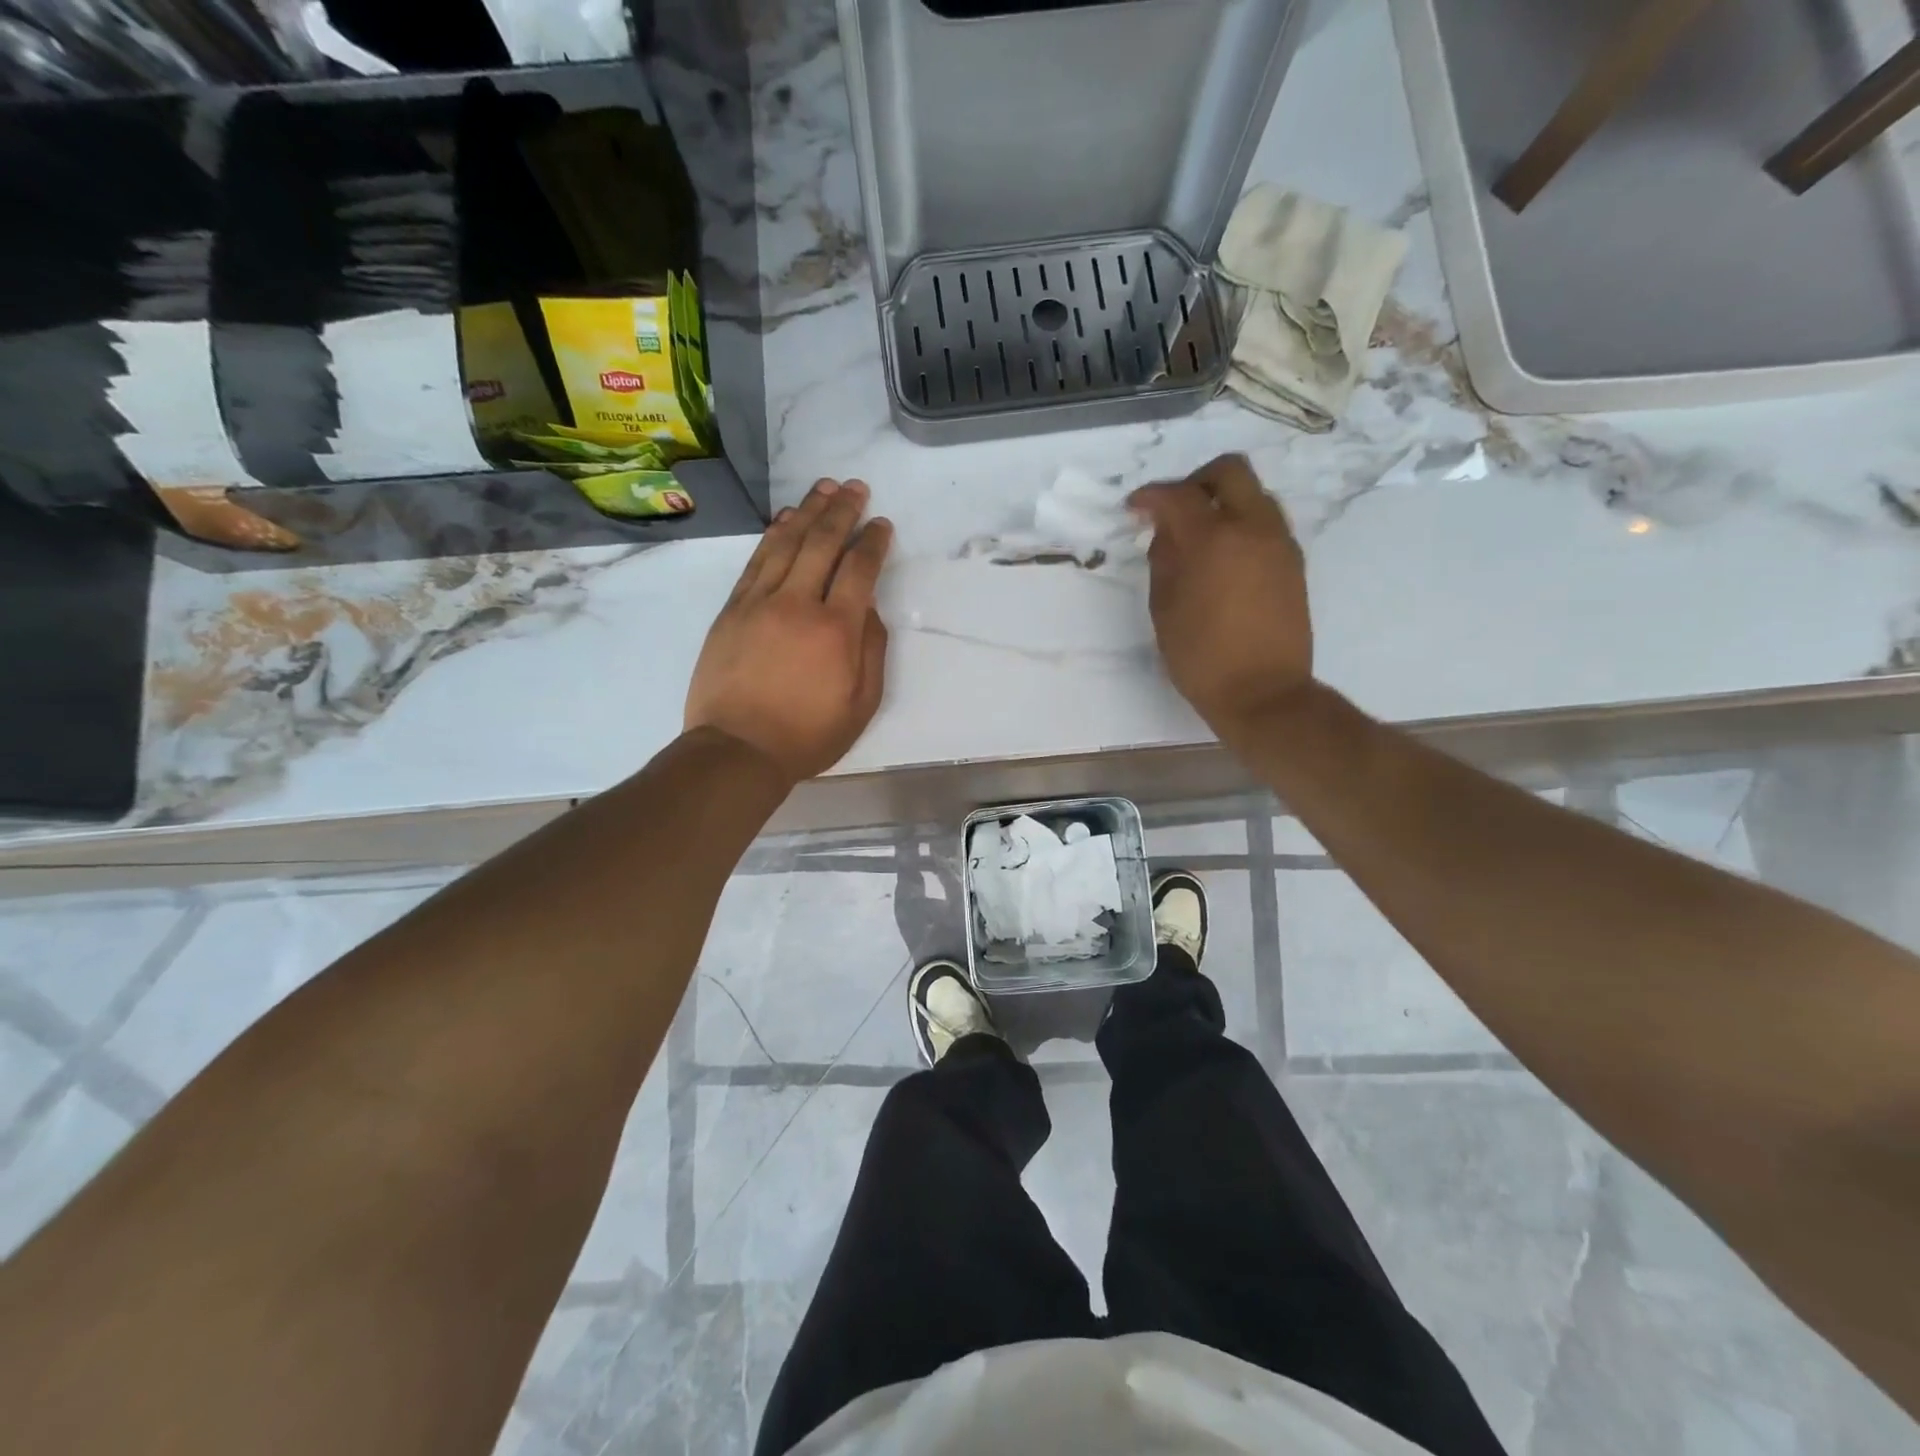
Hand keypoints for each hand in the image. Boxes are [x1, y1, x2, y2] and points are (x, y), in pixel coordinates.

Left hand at [686, 479, 893, 783]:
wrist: (737, 749)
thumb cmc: (808, 735)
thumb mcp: (861, 705)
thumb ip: (871, 651)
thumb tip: (869, 608)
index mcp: (836, 629)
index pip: (859, 569)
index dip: (873, 542)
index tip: (882, 524)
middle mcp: (798, 604)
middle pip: (823, 543)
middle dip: (842, 510)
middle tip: (856, 488)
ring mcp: (759, 602)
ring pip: (787, 543)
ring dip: (808, 511)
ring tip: (824, 488)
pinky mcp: (733, 610)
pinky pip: (756, 561)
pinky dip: (773, 535)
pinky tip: (785, 520)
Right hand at [1130, 455, 1313, 740]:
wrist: (1264, 693)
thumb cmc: (1201, 657)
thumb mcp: (1165, 609)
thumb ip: (1164, 561)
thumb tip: (1168, 534)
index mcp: (1213, 539)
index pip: (1178, 495)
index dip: (1150, 496)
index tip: (1134, 508)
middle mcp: (1253, 528)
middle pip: (1229, 471)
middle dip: (1195, 482)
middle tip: (1174, 510)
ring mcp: (1280, 543)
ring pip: (1254, 495)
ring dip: (1223, 502)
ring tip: (1200, 537)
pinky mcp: (1294, 563)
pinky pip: (1266, 524)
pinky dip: (1242, 526)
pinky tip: (1224, 559)